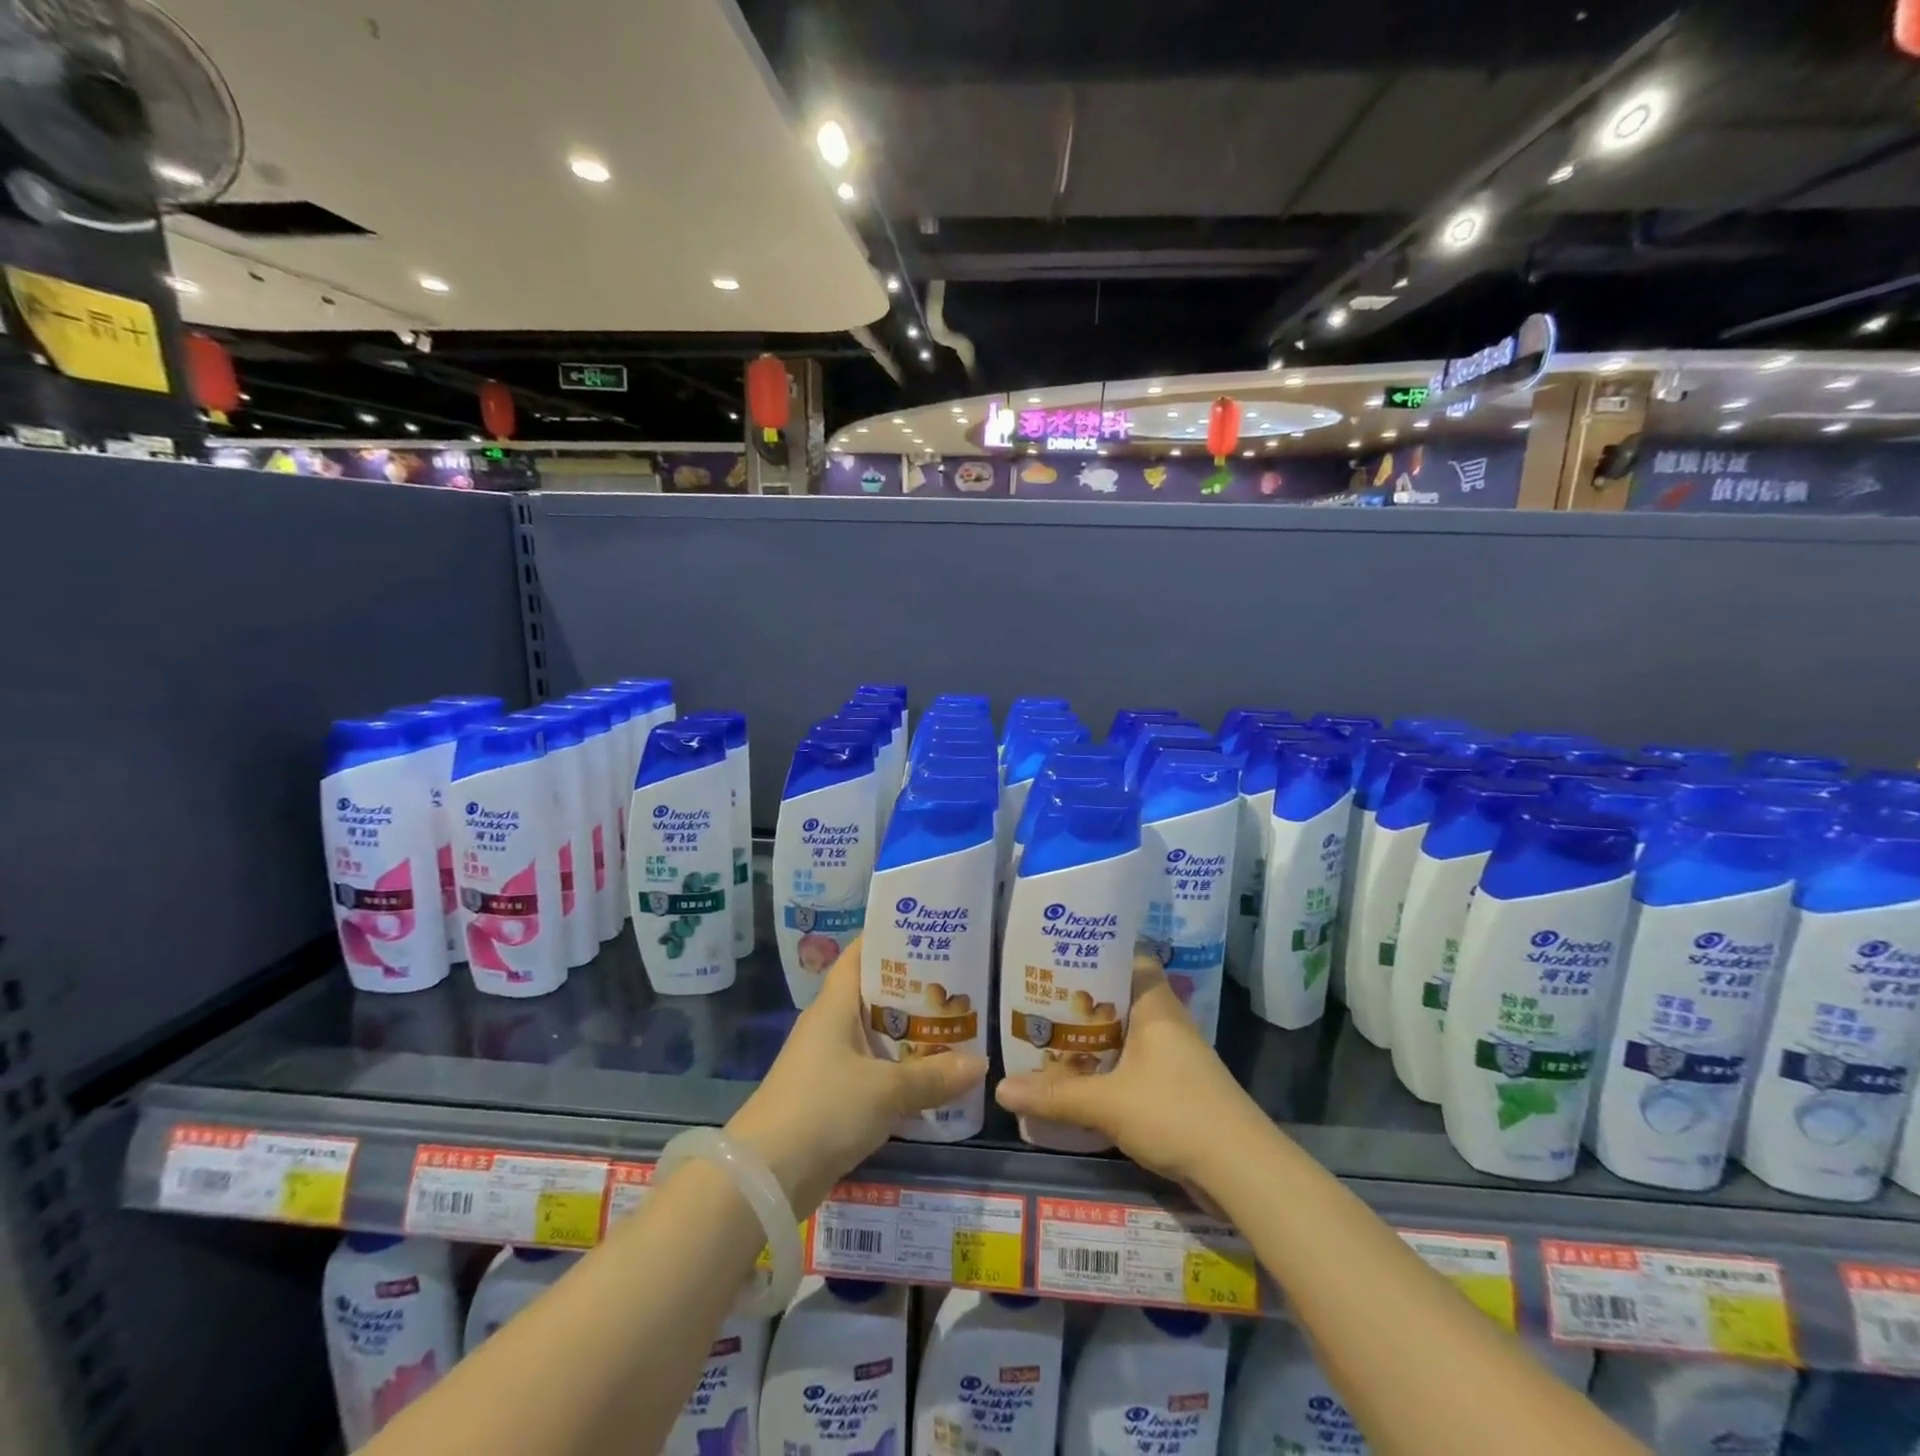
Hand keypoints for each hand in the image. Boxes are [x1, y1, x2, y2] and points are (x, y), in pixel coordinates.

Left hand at [727, 937, 985, 1213]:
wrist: (765, 1177)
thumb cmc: (824, 1109)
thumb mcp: (886, 1090)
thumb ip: (934, 1076)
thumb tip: (980, 1063)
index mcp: (834, 1006)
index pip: (859, 955)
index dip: (888, 938)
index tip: (927, 932)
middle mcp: (829, 1027)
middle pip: (873, 996)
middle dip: (912, 991)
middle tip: (957, 985)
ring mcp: (827, 1063)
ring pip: (875, 1037)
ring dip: (908, 1036)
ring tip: (954, 1029)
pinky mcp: (830, 1098)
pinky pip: (871, 1073)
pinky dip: (897, 1073)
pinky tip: (930, 1081)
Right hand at [995, 954, 1263, 1193]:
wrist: (1242, 1172)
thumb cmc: (1175, 1114)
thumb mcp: (1107, 1103)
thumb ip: (1055, 1095)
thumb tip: (1000, 1089)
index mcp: (1155, 1006)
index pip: (1128, 957)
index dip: (1097, 951)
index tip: (1058, 953)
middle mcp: (1166, 1022)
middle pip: (1120, 998)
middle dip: (1082, 1000)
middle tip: (1038, 997)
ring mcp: (1173, 1057)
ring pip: (1125, 1035)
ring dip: (1094, 1039)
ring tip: (1048, 1036)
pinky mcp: (1175, 1089)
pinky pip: (1133, 1065)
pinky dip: (1107, 1068)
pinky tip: (1078, 1080)